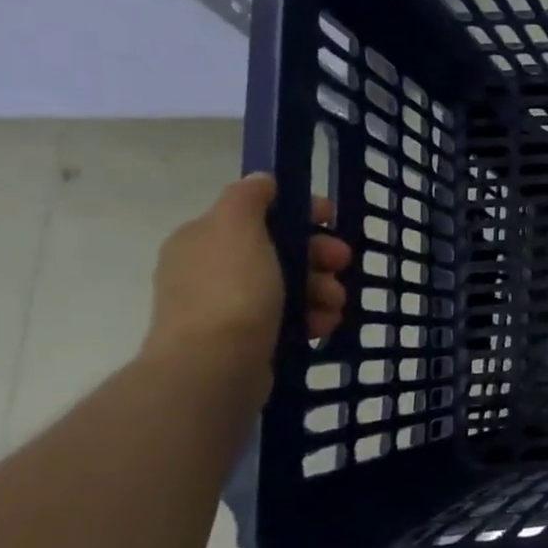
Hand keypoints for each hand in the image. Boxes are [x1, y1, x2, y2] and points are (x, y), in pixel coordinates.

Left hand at [142, 175, 350, 402]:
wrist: (214, 368)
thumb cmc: (231, 290)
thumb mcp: (237, 227)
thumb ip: (249, 196)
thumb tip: (261, 180)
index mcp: (204, 238)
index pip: (259, 212)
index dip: (300, 211)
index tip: (332, 220)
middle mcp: (210, 270)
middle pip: (280, 250)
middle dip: (319, 255)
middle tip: (343, 264)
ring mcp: (226, 308)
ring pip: (290, 286)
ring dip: (322, 289)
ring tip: (335, 305)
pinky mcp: (245, 341)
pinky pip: (288, 319)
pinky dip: (311, 318)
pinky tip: (322, 326)